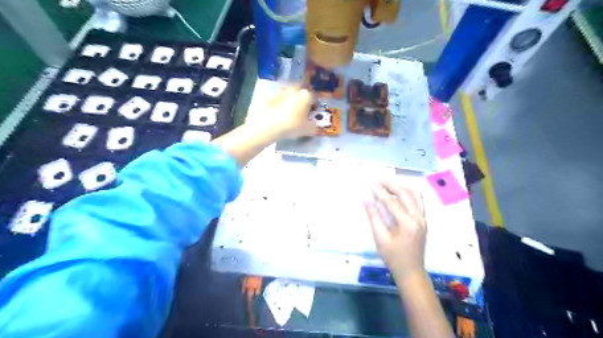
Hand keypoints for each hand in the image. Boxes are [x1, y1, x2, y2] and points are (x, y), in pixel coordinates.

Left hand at [246, 88, 317, 139]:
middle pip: (301, 89)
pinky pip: (278, 98)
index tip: (313, 111)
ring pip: (289, 91)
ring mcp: (280, 91)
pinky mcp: (269, 97)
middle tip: (303, 106)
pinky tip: (279, 112)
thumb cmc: (291, 126)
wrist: (267, 125)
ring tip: (290, 109)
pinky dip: (280, 102)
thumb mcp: (308, 130)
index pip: (314, 96)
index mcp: (306, 95)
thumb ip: (315, 127)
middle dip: (303, 95)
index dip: (315, 104)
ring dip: (291, 97)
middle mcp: (294, 90)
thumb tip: (315, 126)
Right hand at [360, 180, 425, 279]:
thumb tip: (364, 198)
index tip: (369, 182)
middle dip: (390, 184)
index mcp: (408, 223)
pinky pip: (418, 200)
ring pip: (414, 194)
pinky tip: (397, 193)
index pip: (392, 201)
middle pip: (406, 193)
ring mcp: (423, 218)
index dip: (379, 191)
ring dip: (400, 186)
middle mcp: (419, 217)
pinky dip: (408, 192)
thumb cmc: (393, 257)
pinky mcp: (424, 220)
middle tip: (377, 180)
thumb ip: (373, 216)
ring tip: (386, 184)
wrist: (411, 271)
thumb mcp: (380, 238)